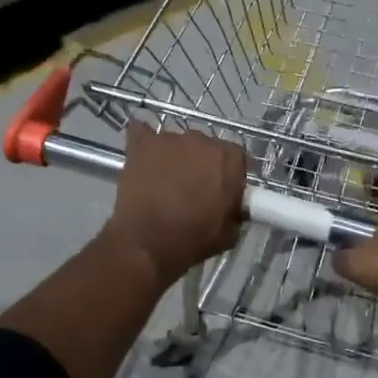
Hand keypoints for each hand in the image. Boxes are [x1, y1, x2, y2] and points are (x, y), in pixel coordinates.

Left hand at [103, 122, 247, 286]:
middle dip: (201, 164)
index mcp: (229, 159)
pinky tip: (142, 157)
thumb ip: (236, 210)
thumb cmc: (192, 240)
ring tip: (163, 182)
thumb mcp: (229, 233)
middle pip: (206, 147)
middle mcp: (202, 140)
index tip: (221, 192)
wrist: (146, 245)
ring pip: (176, 143)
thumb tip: (232, 204)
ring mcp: (169, 138)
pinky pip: (142, 133)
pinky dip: (144, 143)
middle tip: (192, 189)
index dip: (228, 175)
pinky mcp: (141, 143)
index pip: (236, 158)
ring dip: (174, 157)